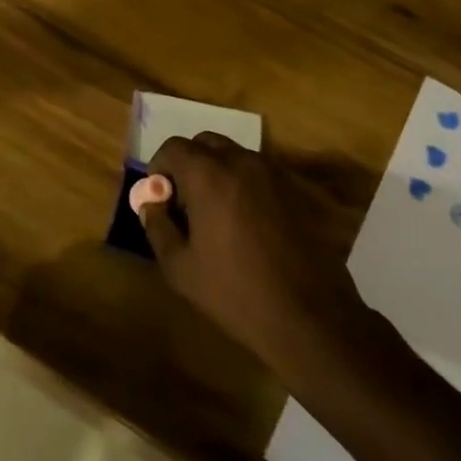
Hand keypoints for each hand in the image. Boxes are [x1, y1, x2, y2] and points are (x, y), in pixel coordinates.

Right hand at [140, 135, 361, 365]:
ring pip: (235, 156)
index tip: (160, 198)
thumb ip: (158, 226)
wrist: (309, 316)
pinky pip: (260, 175)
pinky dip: (244, 186)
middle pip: (206, 143)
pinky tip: (247, 225)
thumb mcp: (180, 267)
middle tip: (185, 203)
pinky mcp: (297, 191)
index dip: (159, 168)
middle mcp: (242, 162)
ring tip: (216, 215)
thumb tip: (151, 204)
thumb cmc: (235, 292)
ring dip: (218, 173)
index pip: (173, 147)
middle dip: (189, 164)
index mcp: (209, 175)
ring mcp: (275, 174)